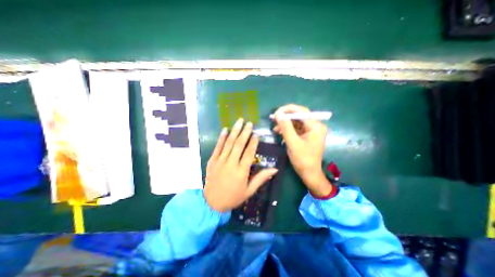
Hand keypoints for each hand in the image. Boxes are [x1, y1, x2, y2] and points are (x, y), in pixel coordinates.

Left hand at [201, 117, 277, 211]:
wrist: (212, 203)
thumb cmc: (233, 197)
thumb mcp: (249, 191)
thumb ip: (261, 178)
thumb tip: (275, 169)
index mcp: (241, 171)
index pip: (249, 153)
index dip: (253, 142)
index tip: (257, 134)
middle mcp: (231, 163)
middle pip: (239, 144)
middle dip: (245, 132)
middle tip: (249, 123)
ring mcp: (220, 161)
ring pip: (229, 143)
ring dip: (235, 131)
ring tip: (239, 121)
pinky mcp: (212, 160)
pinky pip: (217, 147)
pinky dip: (221, 137)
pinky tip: (225, 129)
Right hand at [274, 103, 332, 196]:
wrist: (309, 174)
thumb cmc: (303, 159)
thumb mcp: (293, 142)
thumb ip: (286, 127)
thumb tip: (278, 113)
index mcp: (316, 126)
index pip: (302, 111)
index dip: (288, 110)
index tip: (276, 112)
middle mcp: (315, 126)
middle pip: (299, 116)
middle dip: (285, 118)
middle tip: (273, 119)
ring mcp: (311, 131)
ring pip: (296, 122)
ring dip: (285, 124)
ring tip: (275, 128)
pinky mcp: (306, 136)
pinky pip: (296, 129)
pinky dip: (287, 130)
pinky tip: (279, 132)